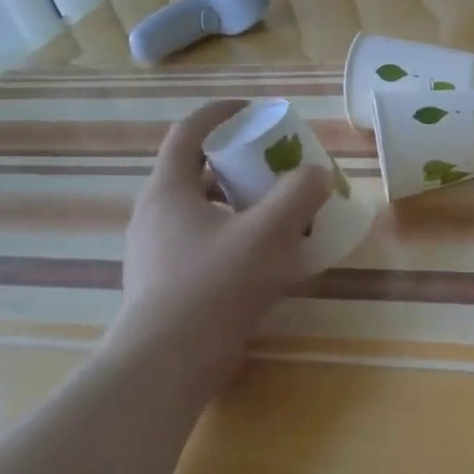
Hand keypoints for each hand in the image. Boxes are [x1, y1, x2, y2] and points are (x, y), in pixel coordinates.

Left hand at [107, 100, 331, 387]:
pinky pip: (206, 243)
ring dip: (241, 203)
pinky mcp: (169, 283)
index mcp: (169, 191)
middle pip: (198, 172)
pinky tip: (268, 257)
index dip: (220, 114)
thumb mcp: (268, 233)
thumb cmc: (215, 285)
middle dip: (240, 163)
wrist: (169, 363)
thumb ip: (298, 195)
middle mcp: (156, 215)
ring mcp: (158, 252)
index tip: (254, 110)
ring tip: (280, 212)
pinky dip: (237, 236)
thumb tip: (317, 174)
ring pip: (204, 211)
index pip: (188, 133)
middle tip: (277, 167)